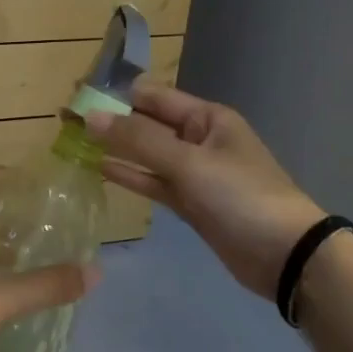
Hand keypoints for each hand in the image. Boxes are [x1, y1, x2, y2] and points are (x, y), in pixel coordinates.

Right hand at [86, 82, 321, 298]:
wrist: (286, 256)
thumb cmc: (240, 196)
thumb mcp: (189, 162)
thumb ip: (139, 140)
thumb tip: (91, 118)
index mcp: (206, 117)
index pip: (153, 96)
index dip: (115, 95)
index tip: (77, 96)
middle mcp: (199, 138)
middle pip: (148, 123)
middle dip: (111, 121)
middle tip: (66, 120)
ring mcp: (195, 172)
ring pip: (148, 154)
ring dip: (116, 148)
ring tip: (75, 142)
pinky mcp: (191, 203)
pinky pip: (154, 182)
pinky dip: (131, 175)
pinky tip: (101, 169)